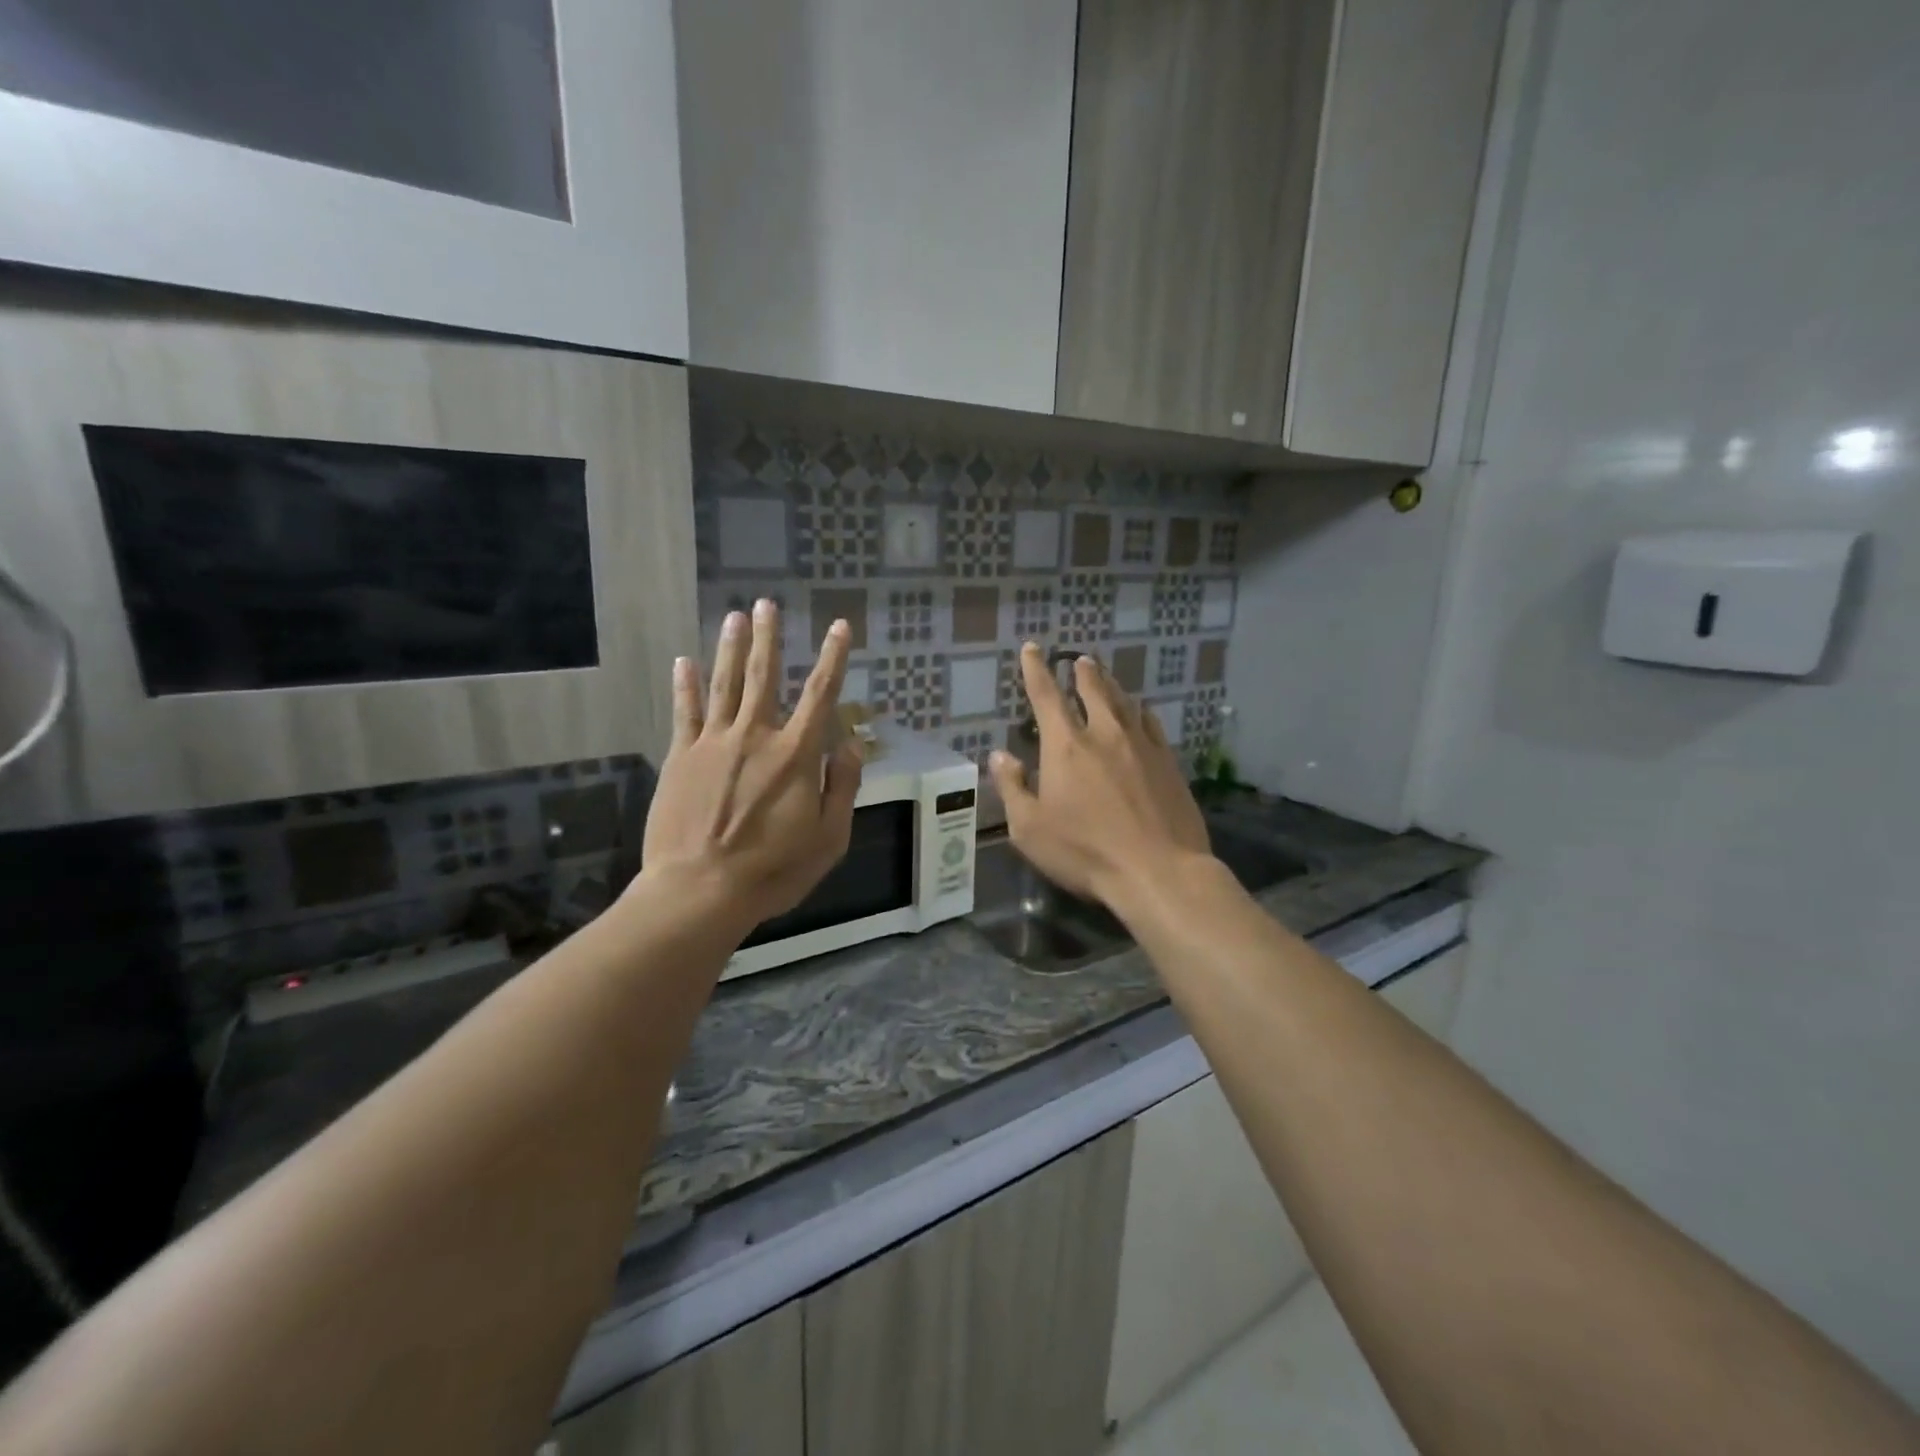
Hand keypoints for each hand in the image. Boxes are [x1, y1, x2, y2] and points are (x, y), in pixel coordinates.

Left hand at [639, 600, 862, 935]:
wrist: (700, 890)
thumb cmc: (773, 870)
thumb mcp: (829, 838)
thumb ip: (843, 788)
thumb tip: (851, 746)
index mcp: (796, 755)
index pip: (821, 695)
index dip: (833, 658)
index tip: (839, 626)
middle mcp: (755, 736)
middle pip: (764, 676)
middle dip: (768, 638)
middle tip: (767, 604)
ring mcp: (713, 743)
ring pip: (724, 685)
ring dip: (730, 648)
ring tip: (734, 616)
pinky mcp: (681, 757)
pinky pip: (684, 713)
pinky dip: (686, 685)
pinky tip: (684, 661)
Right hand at [989, 643, 1209, 915]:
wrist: (1158, 870)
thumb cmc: (1084, 852)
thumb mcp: (1029, 829)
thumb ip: (1012, 788)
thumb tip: (999, 756)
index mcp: (1065, 746)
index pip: (1046, 695)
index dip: (1036, 669)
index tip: (1033, 648)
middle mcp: (1104, 734)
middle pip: (1092, 689)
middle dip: (1082, 671)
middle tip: (1079, 658)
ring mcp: (1141, 745)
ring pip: (1125, 701)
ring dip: (1111, 685)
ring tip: (1105, 675)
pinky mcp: (1168, 762)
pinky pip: (1152, 724)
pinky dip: (1141, 711)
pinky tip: (1142, 711)